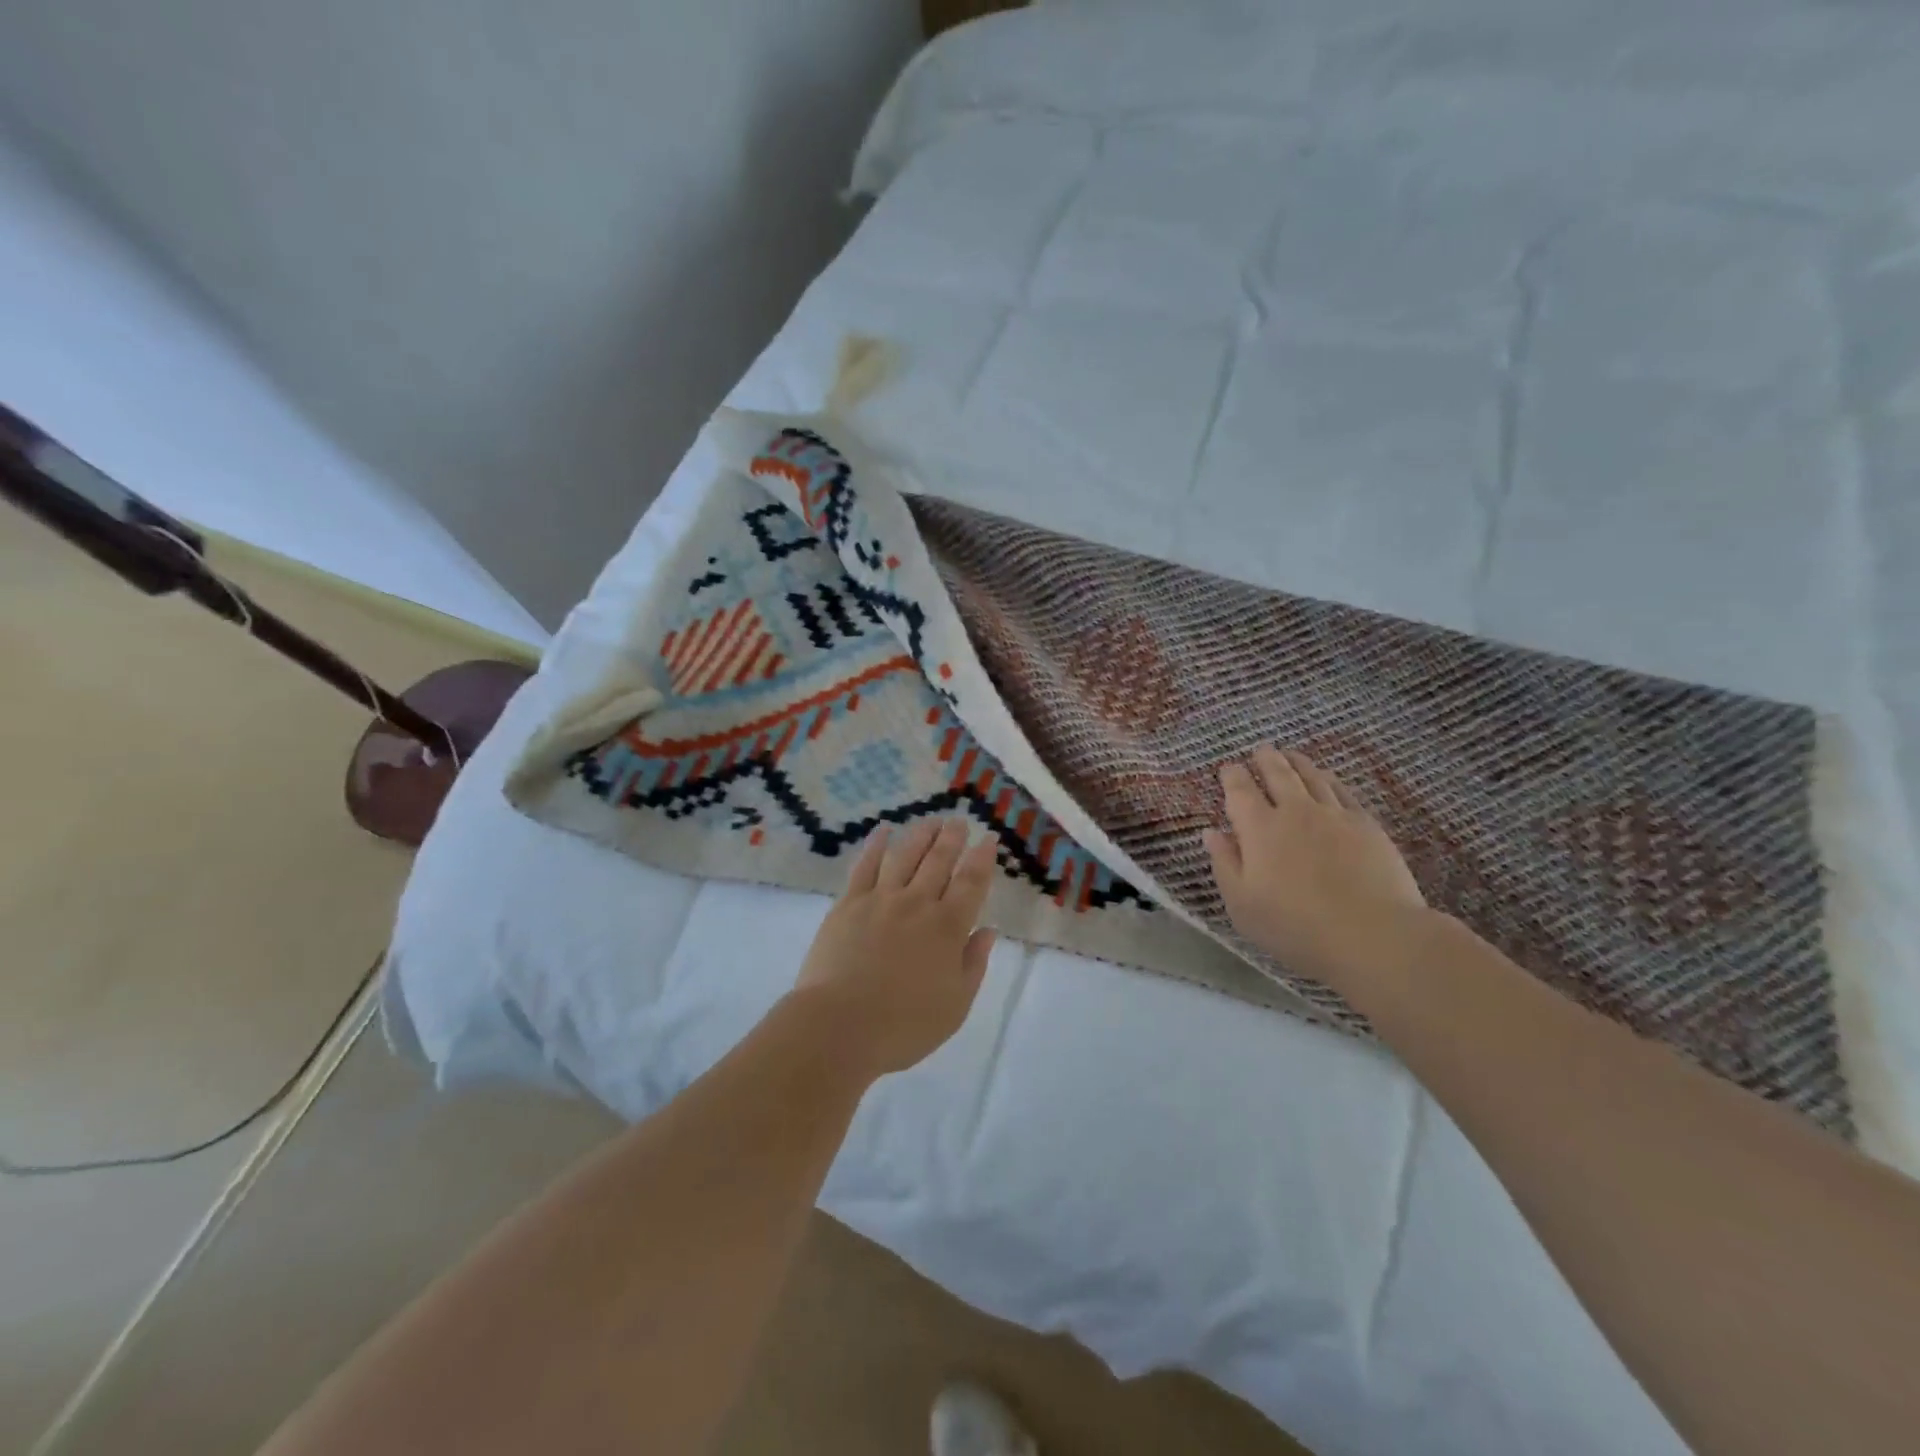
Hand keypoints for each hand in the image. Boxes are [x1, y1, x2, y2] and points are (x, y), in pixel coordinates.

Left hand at [790, 818, 998, 1079]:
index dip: (982, 859)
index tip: (989, 840)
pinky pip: (865, 865)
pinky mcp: (848, 903)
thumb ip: (973, 964)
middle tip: (959, 821)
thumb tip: (988, 930)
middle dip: (952, 838)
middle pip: (939, 861)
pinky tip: (883, 831)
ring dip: (921, 835)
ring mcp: (880, 899)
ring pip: (905, 856)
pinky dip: (876, 845)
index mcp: (948, 928)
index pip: (971, 883)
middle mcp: (917, 904)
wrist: (839, 1026)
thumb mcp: (955, 1006)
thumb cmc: (903, 1025)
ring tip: (931, 820)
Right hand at [1203, 746, 1426, 994]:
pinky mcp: (1366, 825)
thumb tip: (1211, 832)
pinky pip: (1343, 791)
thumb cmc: (1295, 926)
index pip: (1240, 791)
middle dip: (1266, 759)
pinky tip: (1327, 778)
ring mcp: (1334, 815)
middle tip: (1260, 749)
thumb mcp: (1242, 905)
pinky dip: (1329, 779)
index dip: (1232, 776)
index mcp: (1259, 829)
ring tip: (1290, 754)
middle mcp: (1295, 812)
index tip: (1228, 768)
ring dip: (1297, 762)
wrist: (1372, 935)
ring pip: (1312, 777)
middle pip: (1278, 774)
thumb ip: (1224, 864)